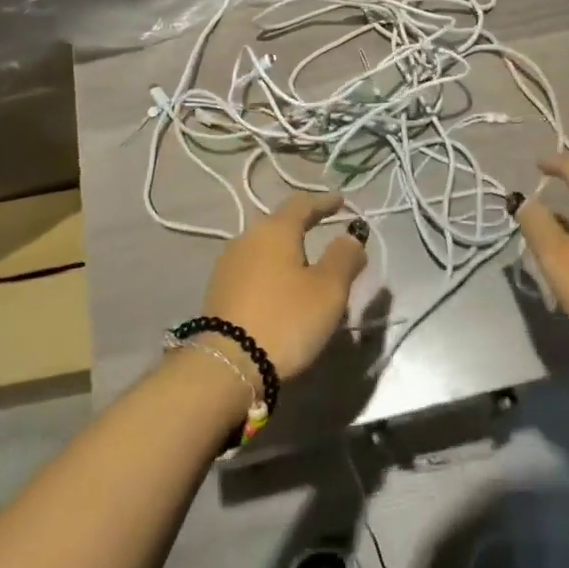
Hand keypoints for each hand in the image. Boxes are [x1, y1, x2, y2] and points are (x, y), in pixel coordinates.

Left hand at [204, 192, 367, 380]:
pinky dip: (271, 271)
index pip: (302, 203)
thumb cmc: (286, 319)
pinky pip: (253, 269)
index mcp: (275, 230)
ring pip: (264, 247)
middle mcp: (247, 238)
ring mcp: (228, 264)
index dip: (324, 202)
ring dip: (286, 251)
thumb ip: (344, 258)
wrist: (227, 365)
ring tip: (305, 265)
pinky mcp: (218, 290)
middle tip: (324, 231)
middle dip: (304, 226)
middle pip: (280, 224)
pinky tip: (280, 287)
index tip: (342, 202)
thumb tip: (350, 238)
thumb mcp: (329, 289)